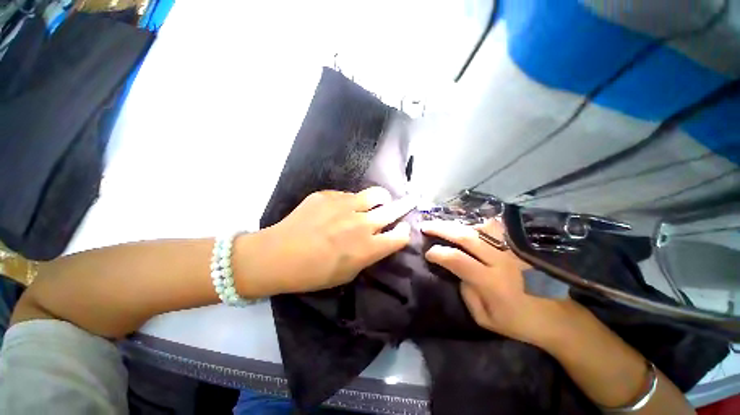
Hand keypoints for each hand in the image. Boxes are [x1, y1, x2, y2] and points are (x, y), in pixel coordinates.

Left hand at [237, 187, 412, 295]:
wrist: (277, 255)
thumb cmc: (313, 273)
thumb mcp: (347, 273)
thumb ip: (367, 255)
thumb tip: (378, 239)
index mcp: (368, 248)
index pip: (400, 236)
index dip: (405, 232)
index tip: (404, 229)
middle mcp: (362, 223)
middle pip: (394, 210)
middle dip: (406, 205)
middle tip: (412, 200)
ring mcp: (345, 205)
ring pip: (375, 194)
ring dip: (382, 198)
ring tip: (379, 200)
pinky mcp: (329, 195)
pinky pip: (348, 195)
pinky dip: (352, 201)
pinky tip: (340, 209)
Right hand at [421, 219, 565, 345]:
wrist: (560, 318)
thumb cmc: (520, 323)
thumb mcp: (485, 319)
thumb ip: (467, 293)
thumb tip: (458, 272)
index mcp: (491, 282)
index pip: (457, 260)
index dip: (438, 253)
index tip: (428, 252)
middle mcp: (501, 261)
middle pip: (466, 237)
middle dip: (442, 229)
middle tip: (426, 225)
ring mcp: (513, 250)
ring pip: (481, 228)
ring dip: (460, 225)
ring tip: (447, 226)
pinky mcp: (521, 246)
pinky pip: (497, 229)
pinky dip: (481, 225)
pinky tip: (472, 228)